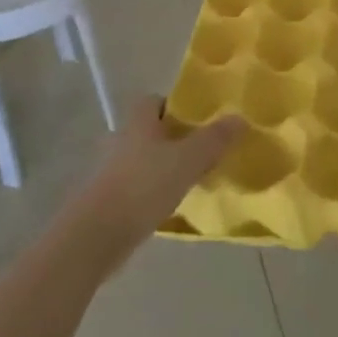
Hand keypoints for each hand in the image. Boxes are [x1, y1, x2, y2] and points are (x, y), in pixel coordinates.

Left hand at [74, 98, 242, 261]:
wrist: (97, 235)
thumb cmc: (144, 186)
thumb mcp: (188, 160)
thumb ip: (214, 139)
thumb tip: (240, 118)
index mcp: (139, 122)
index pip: (155, 101)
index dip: (176, 106)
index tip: (200, 120)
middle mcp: (122, 140)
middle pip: (151, 130)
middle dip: (175, 138)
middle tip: (204, 151)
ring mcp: (113, 171)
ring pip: (145, 159)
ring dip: (165, 167)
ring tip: (193, 179)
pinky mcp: (110, 199)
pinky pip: (139, 186)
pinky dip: (154, 191)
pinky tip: (173, 205)